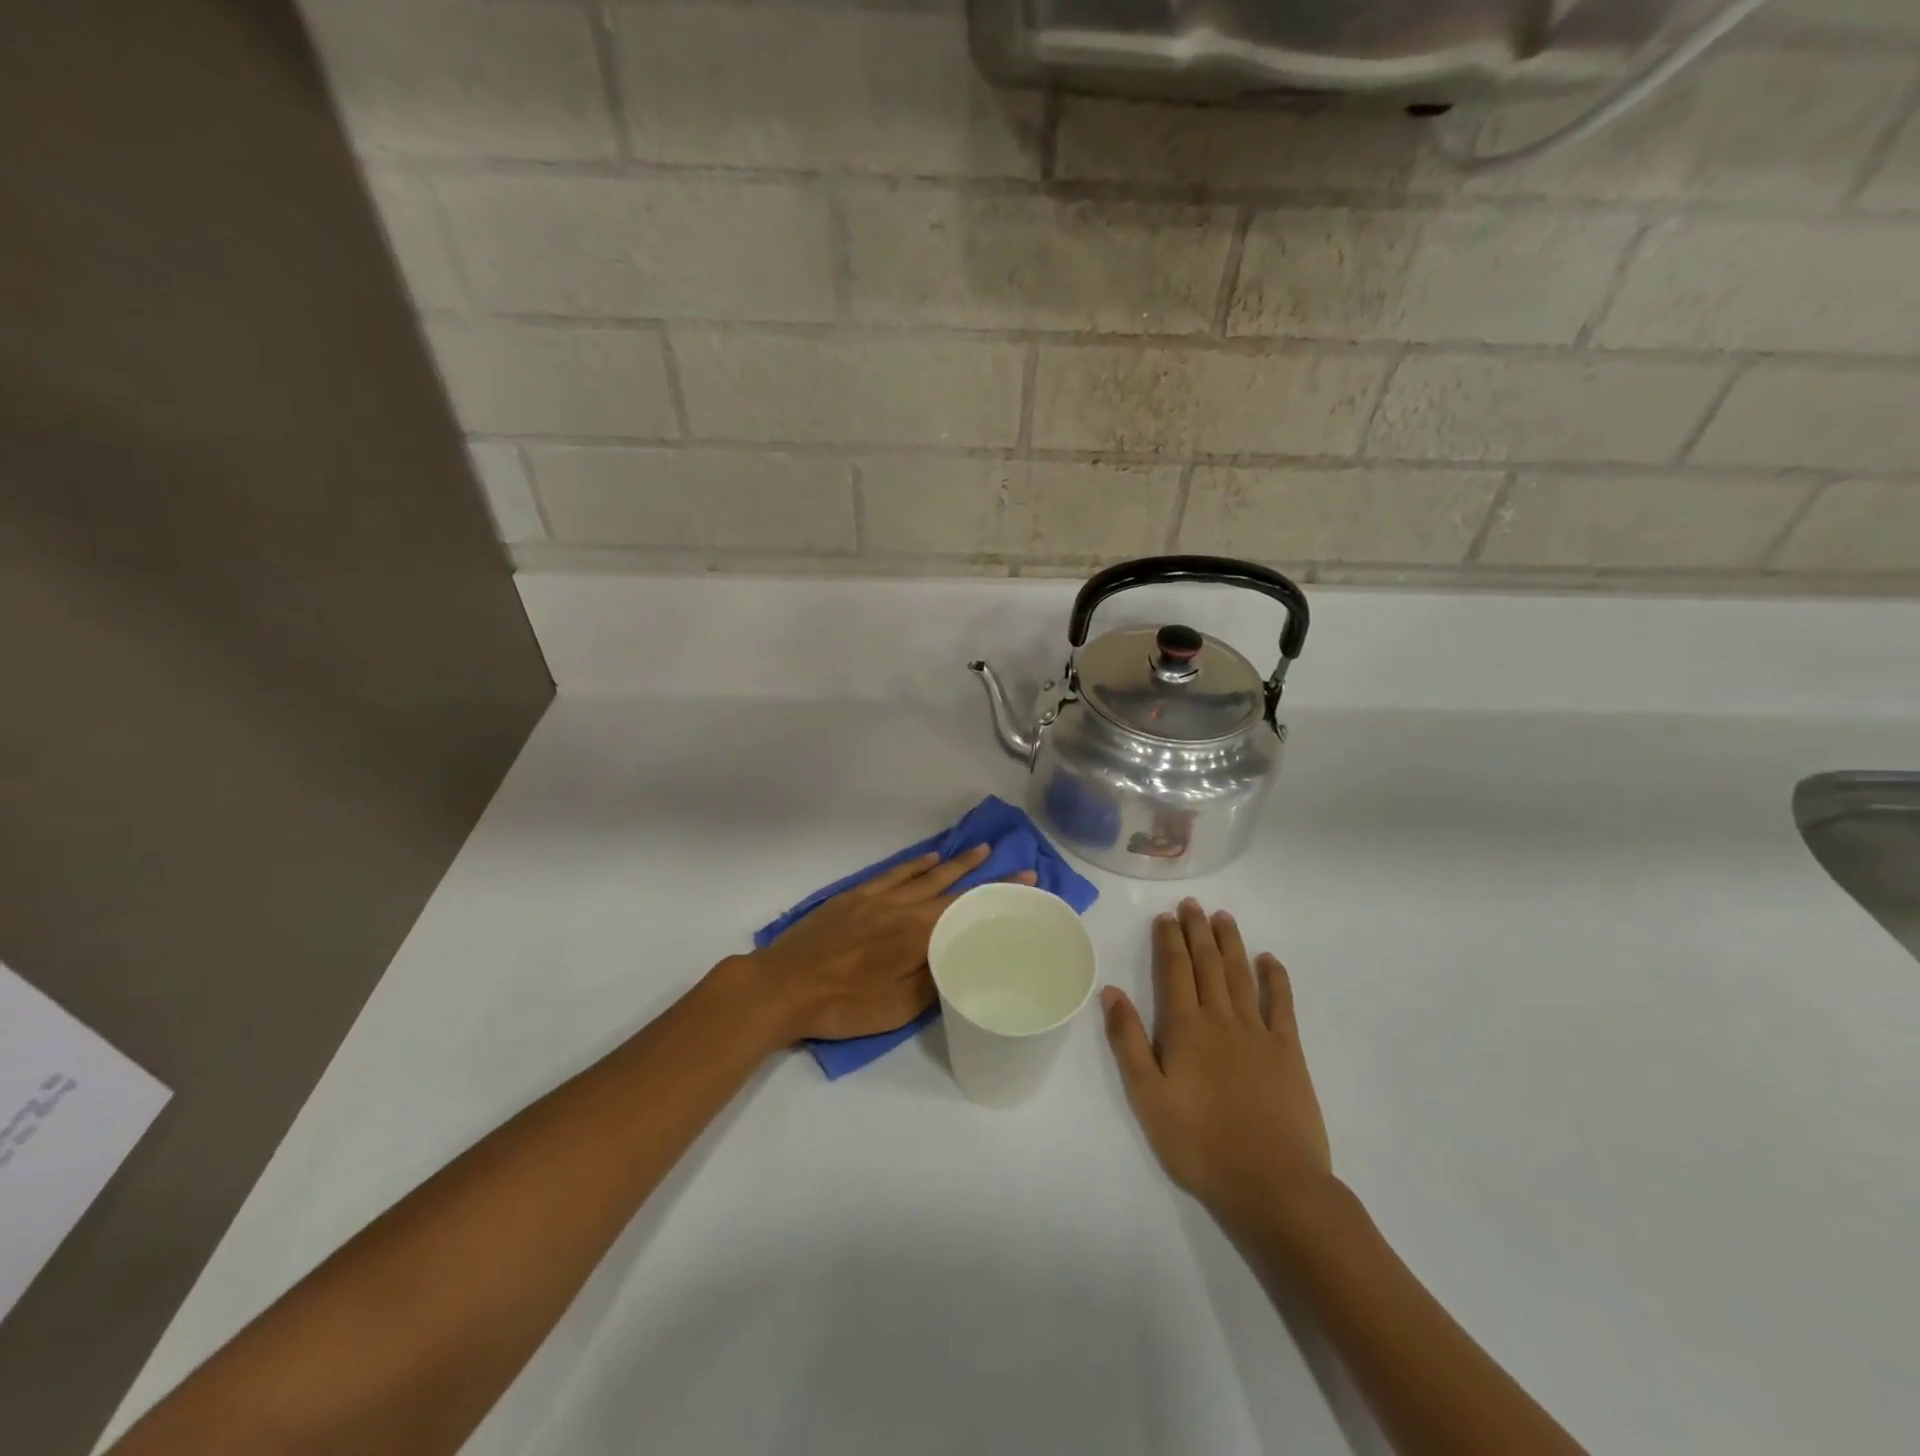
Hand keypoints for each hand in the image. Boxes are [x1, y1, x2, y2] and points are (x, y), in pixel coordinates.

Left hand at [738, 846, 1035, 1043]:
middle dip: (984, 874)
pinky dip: (914, 865)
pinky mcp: (855, 896)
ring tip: (979, 850)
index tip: (1026, 879)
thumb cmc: (842, 1004)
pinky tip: (928, 860)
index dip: (999, 894)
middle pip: (951, 886)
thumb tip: (959, 962)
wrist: (784, 985)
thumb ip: (933, 983)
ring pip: (924, 874)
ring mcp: (877, 898)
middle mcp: (903, 907)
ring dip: (954, 863)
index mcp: (918, 934)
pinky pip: (893, 874)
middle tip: (1012, 862)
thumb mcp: (896, 1009)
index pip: (968, 908)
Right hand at [1101, 899, 1334, 1232]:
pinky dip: (1275, 978)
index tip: (1166, 917)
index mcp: (1185, 1028)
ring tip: (1223, 917)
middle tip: (1192, 905)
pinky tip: (1269, 960)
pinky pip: (1281, 1004)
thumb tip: (1111, 992)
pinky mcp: (1289, 1051)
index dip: (1169, 941)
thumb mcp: (1147, 1097)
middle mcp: (1221, 1019)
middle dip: (1198, 931)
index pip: (1174, 971)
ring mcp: (1258, 1032)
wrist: (1272, 1184)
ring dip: (1230, 943)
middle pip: (1207, 964)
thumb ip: (1128, 1041)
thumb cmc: (1199, 1144)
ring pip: (1240, 974)